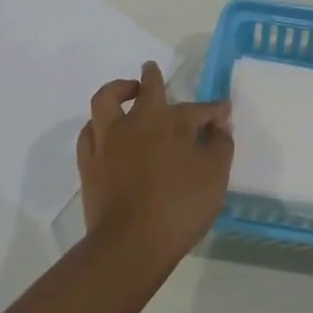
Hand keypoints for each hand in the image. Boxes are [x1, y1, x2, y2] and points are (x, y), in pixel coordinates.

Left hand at [77, 62, 232, 269]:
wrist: (130, 243)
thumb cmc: (179, 207)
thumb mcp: (214, 176)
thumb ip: (220, 145)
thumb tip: (219, 125)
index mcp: (170, 122)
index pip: (197, 109)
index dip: (213, 110)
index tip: (223, 112)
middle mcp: (136, 122)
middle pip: (146, 89)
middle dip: (153, 77)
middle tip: (152, 69)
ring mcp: (108, 140)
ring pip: (107, 100)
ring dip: (118, 90)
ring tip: (126, 91)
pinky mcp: (89, 162)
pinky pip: (90, 131)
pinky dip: (99, 124)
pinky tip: (104, 129)